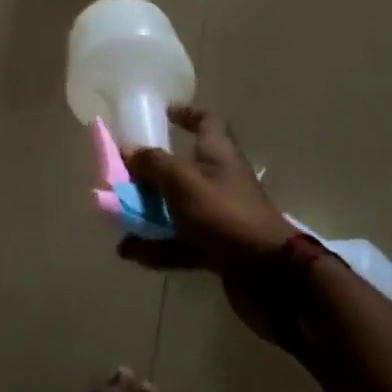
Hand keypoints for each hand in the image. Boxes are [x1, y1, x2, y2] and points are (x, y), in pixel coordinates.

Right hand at [117, 106, 294, 341]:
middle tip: (122, 177)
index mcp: (217, 154)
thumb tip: (127, 149)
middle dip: (150, 173)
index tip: (162, 115)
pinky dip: (157, 247)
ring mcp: (218, 216)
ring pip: (176, 208)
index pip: (205, 121)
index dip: (185, 114)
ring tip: (117, 219)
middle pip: (181, 167)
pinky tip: (132, 253)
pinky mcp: (217, 250)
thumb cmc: (226, 215)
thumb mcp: (183, 182)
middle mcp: (218, 180)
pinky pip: (180, 242)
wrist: (273, 278)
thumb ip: (153, 164)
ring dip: (147, 214)